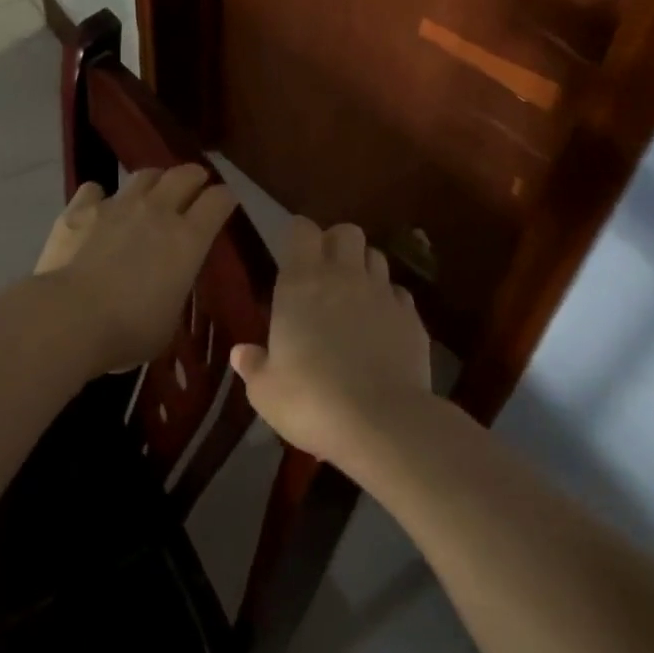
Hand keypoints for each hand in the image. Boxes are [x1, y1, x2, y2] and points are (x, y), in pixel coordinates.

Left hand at [34, 166, 239, 372]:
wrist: (69, 318)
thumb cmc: (129, 330)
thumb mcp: (169, 318)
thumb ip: (174, 289)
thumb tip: (166, 283)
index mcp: (188, 239)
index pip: (218, 201)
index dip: (225, 198)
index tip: (225, 202)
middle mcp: (157, 211)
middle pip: (184, 175)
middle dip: (194, 176)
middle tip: (196, 183)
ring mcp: (117, 205)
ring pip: (143, 175)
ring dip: (154, 180)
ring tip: (152, 190)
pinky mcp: (80, 209)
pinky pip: (95, 189)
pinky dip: (100, 196)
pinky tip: (97, 207)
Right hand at [231, 217, 433, 468]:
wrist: (382, 423)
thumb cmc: (311, 401)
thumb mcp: (266, 391)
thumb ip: (253, 365)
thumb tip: (241, 353)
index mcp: (301, 282)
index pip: (303, 230)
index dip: (299, 235)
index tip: (293, 253)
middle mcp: (344, 276)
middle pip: (347, 232)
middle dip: (336, 243)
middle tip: (325, 271)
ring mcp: (382, 294)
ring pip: (376, 257)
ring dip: (364, 268)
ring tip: (355, 296)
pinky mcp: (412, 318)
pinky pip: (399, 293)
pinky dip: (389, 301)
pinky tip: (382, 326)